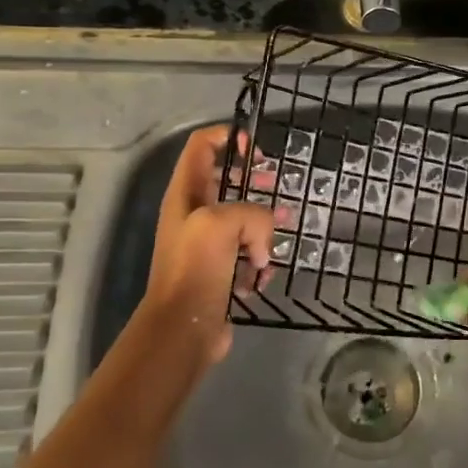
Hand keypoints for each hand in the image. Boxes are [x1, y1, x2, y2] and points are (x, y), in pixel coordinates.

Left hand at [134, 125, 274, 372]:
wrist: (184, 329)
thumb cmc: (196, 269)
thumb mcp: (223, 224)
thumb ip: (253, 214)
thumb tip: (264, 246)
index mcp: (185, 194)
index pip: (202, 146)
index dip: (227, 138)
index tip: (255, 150)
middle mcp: (194, 214)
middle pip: (226, 180)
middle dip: (253, 181)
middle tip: (274, 184)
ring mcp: (208, 244)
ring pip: (245, 220)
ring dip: (265, 226)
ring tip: (283, 230)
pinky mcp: (222, 271)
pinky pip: (249, 255)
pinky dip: (259, 262)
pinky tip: (262, 276)